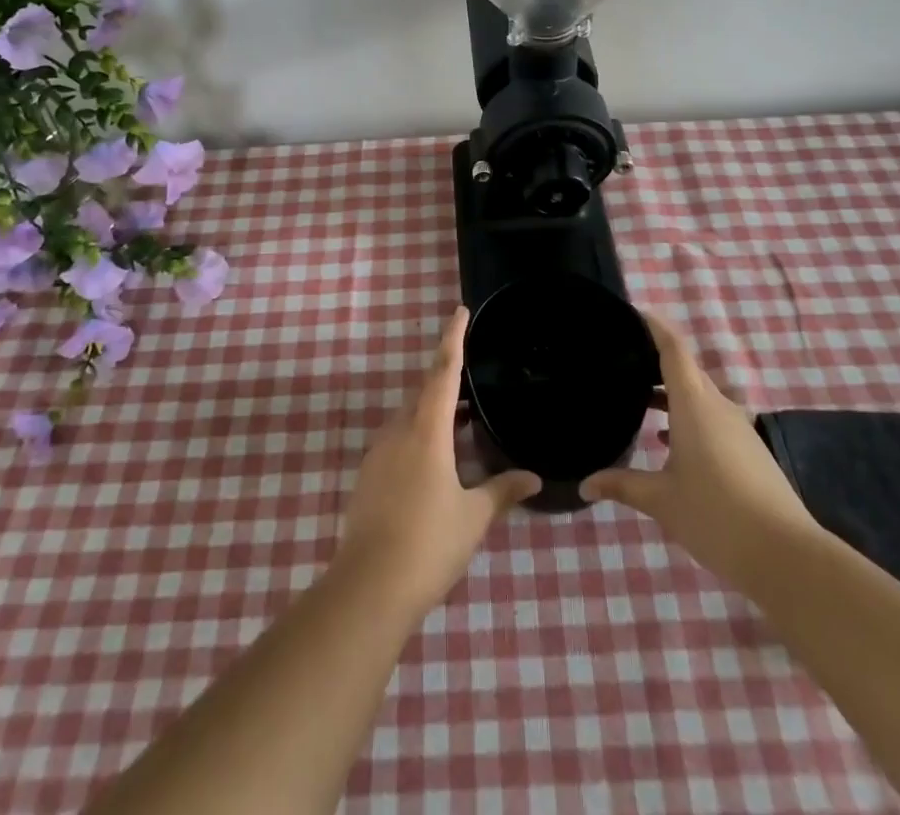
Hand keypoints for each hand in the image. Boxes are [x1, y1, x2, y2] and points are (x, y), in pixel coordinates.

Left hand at [335, 307, 540, 615]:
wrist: (367, 587)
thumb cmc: (428, 544)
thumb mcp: (473, 517)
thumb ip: (502, 491)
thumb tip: (532, 477)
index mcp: (426, 431)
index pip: (442, 372)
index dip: (452, 339)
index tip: (459, 311)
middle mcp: (398, 432)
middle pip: (423, 392)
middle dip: (445, 380)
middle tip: (471, 378)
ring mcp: (378, 454)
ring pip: (408, 417)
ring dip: (432, 411)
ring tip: (459, 421)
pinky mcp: (367, 476)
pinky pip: (397, 440)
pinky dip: (417, 435)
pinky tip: (434, 461)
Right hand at [582, 313, 819, 588]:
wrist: (786, 556)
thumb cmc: (715, 516)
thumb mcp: (661, 501)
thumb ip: (622, 485)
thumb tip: (585, 484)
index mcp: (694, 404)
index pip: (674, 350)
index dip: (655, 327)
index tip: (633, 314)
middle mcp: (718, 406)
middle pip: (686, 370)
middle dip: (656, 360)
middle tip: (622, 360)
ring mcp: (738, 428)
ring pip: (699, 396)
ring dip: (671, 394)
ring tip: (638, 400)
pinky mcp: (749, 450)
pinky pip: (711, 418)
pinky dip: (686, 417)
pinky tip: (666, 442)